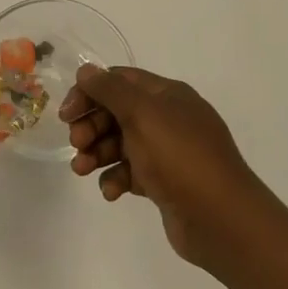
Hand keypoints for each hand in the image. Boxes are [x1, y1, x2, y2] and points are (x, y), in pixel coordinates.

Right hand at [60, 64, 285, 269]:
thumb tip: (87, 71)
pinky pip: (131, 173)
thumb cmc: (179, 157)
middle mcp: (169, 119)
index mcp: (167, 96)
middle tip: (76, 143)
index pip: (120, 81)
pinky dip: (116, 179)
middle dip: (91, 126)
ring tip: (82, 170)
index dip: (90, 92)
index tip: (67, 114)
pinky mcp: (165, 183)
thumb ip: (111, 90)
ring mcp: (168, 152)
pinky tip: (112, 192)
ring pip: (120, 144)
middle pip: (117, 112)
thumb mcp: (142, 114)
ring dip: (97, 153)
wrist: (220, 218)